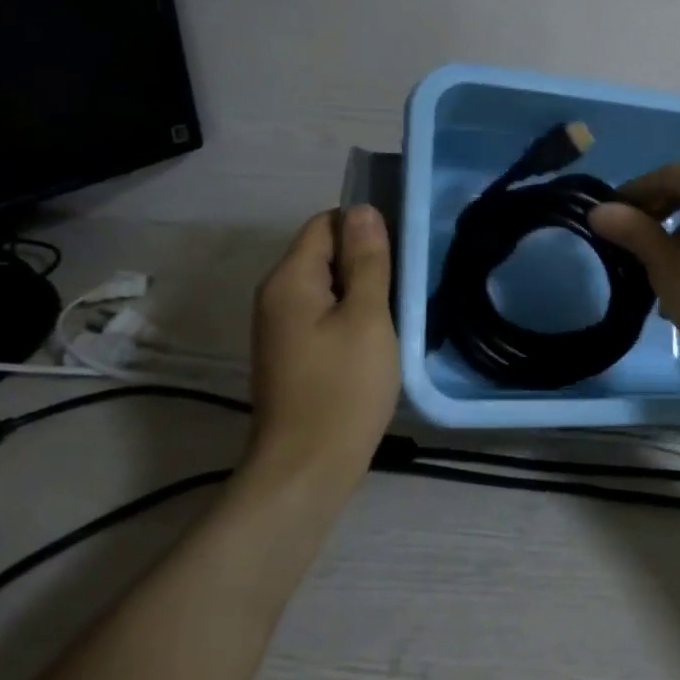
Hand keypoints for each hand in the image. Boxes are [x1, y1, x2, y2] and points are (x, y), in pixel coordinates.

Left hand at [245, 206, 400, 488]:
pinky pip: (322, 315)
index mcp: (289, 279)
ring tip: (396, 313)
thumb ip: (367, 261)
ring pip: (326, 287)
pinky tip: (375, 340)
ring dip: (360, 292)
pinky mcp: (291, 353)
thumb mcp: (368, 317)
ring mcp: (280, 327)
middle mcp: (275, 295)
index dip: (363, 229)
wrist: (306, 469)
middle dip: (364, 262)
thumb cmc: (343, 388)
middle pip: (323, 253)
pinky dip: (349, 317)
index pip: (325, 223)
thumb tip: (364, 210)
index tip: (399, 254)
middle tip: (404, 285)